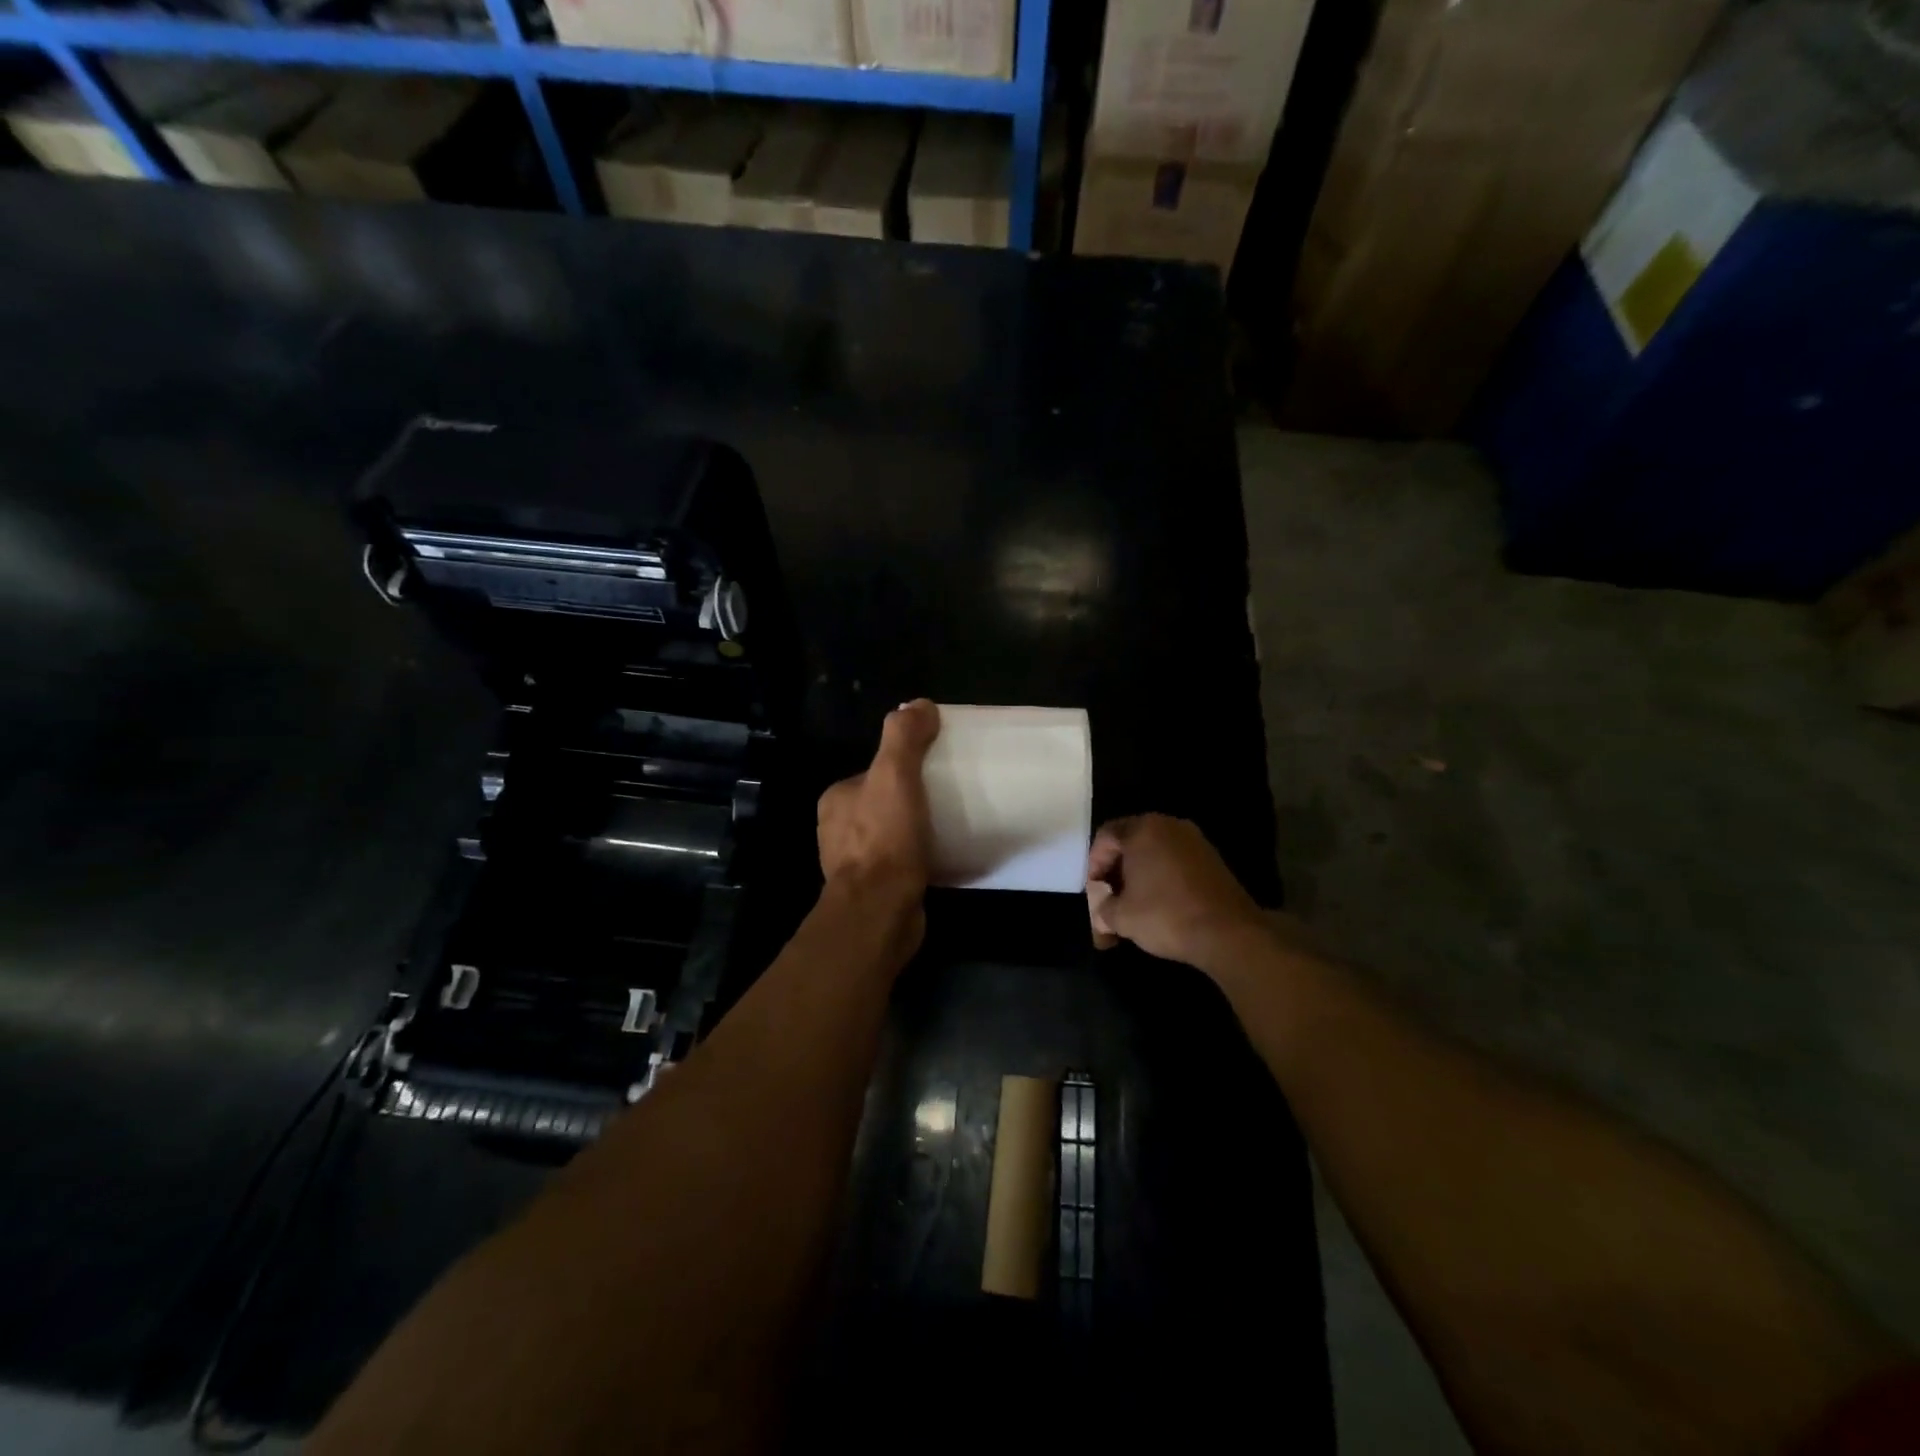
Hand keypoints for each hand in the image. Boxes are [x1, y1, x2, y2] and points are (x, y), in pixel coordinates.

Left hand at [817, 700, 939, 911]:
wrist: (880, 911)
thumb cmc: (885, 839)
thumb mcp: (895, 776)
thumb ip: (904, 737)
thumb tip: (919, 704)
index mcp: (836, 799)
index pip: (873, 771)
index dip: (903, 766)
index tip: (935, 768)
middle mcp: (838, 829)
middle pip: (883, 802)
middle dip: (912, 799)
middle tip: (949, 796)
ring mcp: (854, 863)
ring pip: (892, 834)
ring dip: (916, 830)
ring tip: (951, 826)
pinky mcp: (874, 890)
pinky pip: (901, 863)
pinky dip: (919, 857)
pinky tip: (943, 857)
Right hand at [1085, 814, 1265, 968]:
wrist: (1229, 933)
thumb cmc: (1166, 915)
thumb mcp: (1121, 917)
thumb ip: (1102, 908)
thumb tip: (1103, 913)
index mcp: (1143, 830)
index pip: (1106, 836)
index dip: (1094, 863)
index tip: (1094, 891)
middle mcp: (1169, 826)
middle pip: (1131, 842)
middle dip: (1116, 872)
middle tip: (1110, 899)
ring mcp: (1195, 841)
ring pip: (1155, 853)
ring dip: (1139, 876)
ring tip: (1133, 907)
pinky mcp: (1212, 860)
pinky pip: (1175, 862)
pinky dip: (1162, 879)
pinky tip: (1160, 905)